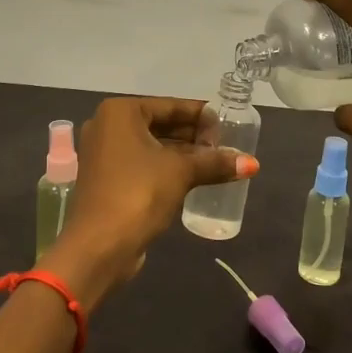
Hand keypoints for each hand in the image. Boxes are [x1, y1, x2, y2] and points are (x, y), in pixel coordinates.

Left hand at [42, 96, 258, 306]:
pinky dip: (166, 168)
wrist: (99, 246)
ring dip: (182, 154)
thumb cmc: (139, 194)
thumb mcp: (181, 172)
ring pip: (152, 146)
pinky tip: (193, 177)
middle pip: (160, 124)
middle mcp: (107, 126)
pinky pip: (142, 164)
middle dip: (193, 136)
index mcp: (120, 112)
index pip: (170, 106)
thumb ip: (214, 162)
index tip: (227, 125)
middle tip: (223, 146)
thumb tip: (252, 163)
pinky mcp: (106, 179)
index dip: (201, 116)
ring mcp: (103, 154)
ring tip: (215, 162)